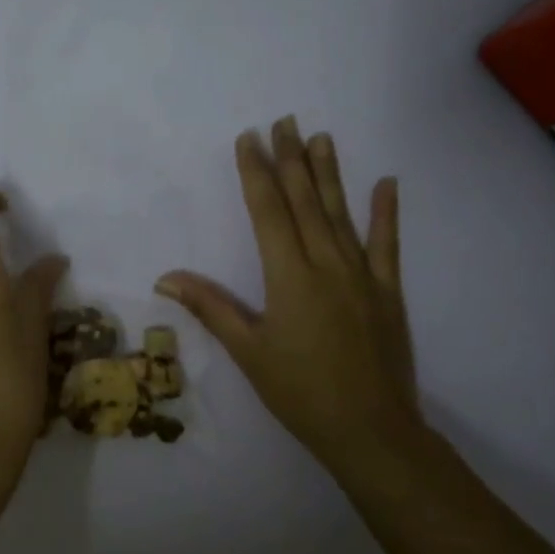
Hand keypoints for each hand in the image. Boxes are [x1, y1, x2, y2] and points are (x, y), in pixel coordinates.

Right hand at [155, 118, 420, 465]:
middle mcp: (327, 264)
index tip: (248, 139)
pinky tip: (386, 183)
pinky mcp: (388, 292)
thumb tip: (166, 276)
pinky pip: (388, 245)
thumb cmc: (300, 391)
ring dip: (329, 173)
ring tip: (320, 137)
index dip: (255, 173)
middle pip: (304, 201)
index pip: (268, 212)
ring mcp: (363, 275)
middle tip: (283, 122)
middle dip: (290, 160)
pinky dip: (387, 213)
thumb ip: (210, 307)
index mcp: (289, 275)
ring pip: (341, 213)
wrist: (372, 431)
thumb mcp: (248, 350)